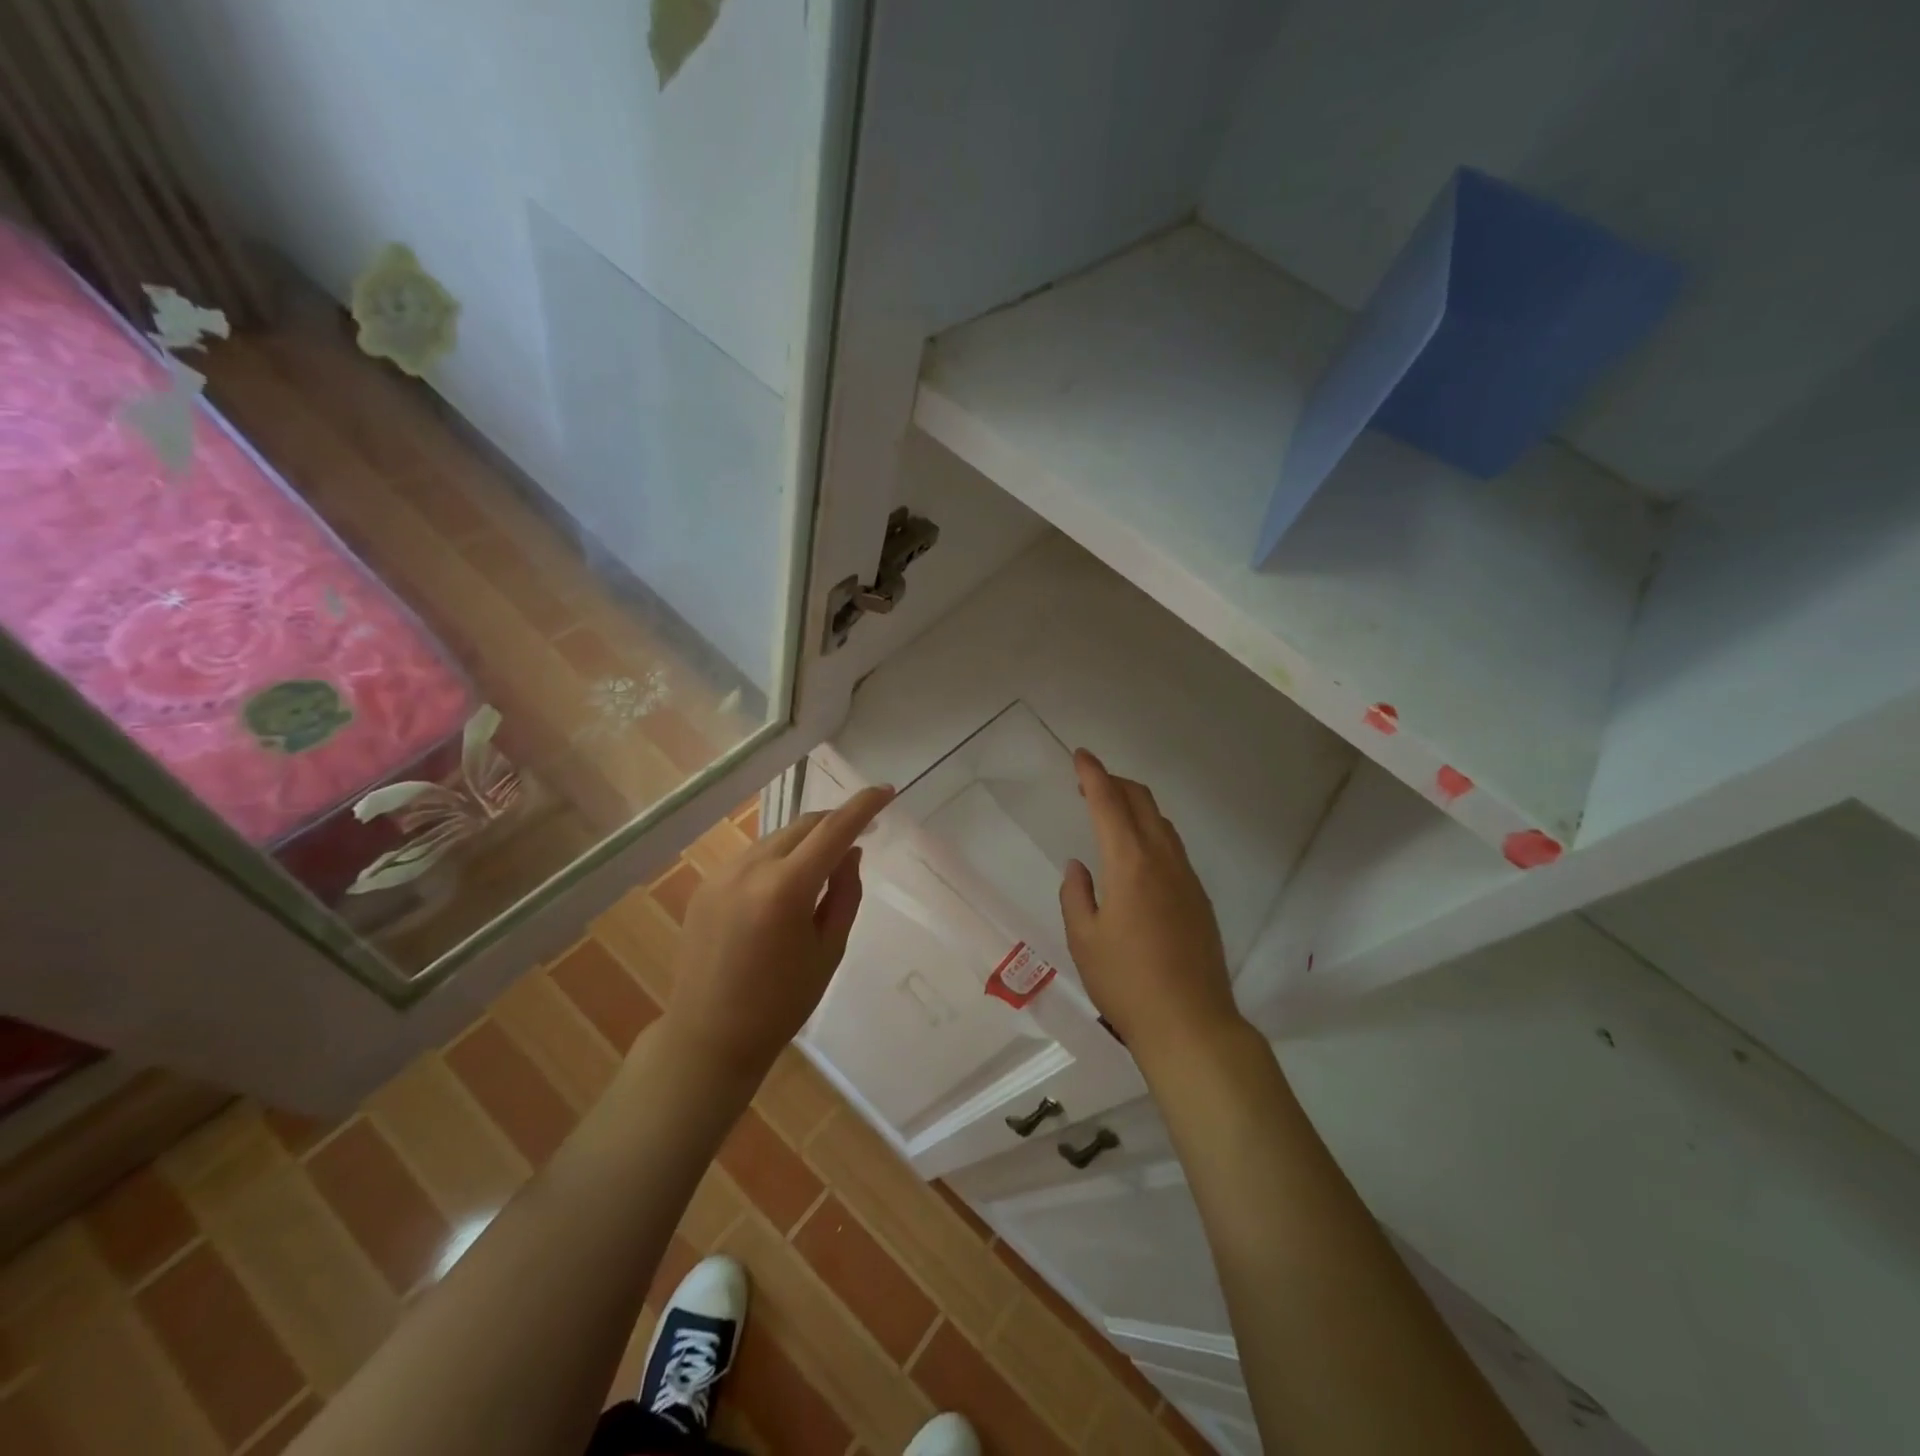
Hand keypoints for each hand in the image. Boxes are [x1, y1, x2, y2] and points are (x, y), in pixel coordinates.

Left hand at [664, 785, 893, 1084]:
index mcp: (786, 889)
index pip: (833, 830)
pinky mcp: (705, 886)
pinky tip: (784, 888)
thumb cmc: (781, 1003)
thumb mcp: (829, 950)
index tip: (886, 791)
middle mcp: (750, 869)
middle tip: (860, 836)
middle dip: (834, 823)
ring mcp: (722, 874)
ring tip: (822, 868)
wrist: (708, 1037)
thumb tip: (850, 852)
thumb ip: (845, 893)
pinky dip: (778, 858)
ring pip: (776, 838)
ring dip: (805, 841)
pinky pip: (752, 857)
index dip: (863, 806)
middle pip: (803, 825)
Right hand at [1059, 751, 1244, 1062]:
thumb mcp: (1084, 939)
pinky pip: (1173, 847)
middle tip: (1089, 782)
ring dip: (1136, 806)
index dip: (1093, 774)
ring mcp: (1187, 878)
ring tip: (1111, 813)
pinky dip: (1151, 831)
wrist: (1191, 1023)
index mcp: (1130, 864)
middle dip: (1115, 782)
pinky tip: (1138, 854)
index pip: (1109, 803)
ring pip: (1162, 823)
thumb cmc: (1126, 982)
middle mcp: (1163, 860)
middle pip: (1142, 802)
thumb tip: (1079, 866)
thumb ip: (1076, 895)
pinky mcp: (1200, 898)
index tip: (1080, 755)